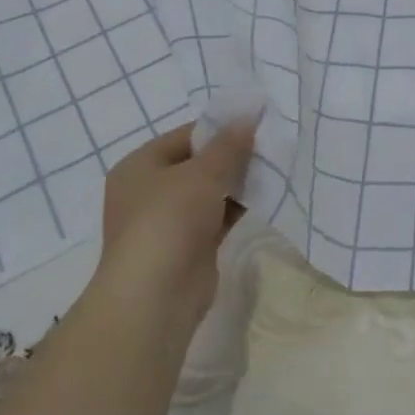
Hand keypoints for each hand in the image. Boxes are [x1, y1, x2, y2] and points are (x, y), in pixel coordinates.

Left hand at [88, 120, 255, 329]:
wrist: (156, 296)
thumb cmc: (169, 220)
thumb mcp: (202, 173)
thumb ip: (228, 145)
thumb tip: (248, 117)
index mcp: (139, 166)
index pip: (185, 136)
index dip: (220, 128)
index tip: (256, 122)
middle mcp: (149, 191)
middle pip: (197, 163)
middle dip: (232, 155)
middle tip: (270, 144)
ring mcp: (169, 221)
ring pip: (209, 191)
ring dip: (238, 182)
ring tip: (275, 167)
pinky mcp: (189, 246)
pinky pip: (218, 216)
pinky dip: (238, 207)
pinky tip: (266, 196)